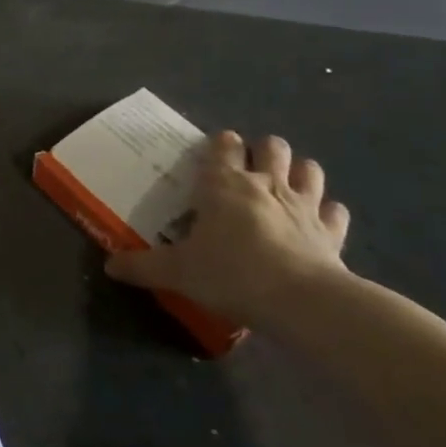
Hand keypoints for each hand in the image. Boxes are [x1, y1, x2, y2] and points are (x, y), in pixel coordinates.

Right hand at [105, 131, 349, 330]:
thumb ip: (142, 266)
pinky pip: (336, 211)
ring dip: (299, 172)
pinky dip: (329, 212)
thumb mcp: (176, 272)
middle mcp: (266, 184)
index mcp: (224, 184)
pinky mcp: (332, 232)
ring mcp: (304, 205)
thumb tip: (109, 267)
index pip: (222, 146)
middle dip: (262, 150)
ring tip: (286, 185)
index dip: (219, 144)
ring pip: (309, 169)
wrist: (300, 302)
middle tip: (249, 169)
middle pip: (271, 146)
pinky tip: (321, 221)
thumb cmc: (230, 273)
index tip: (212, 153)